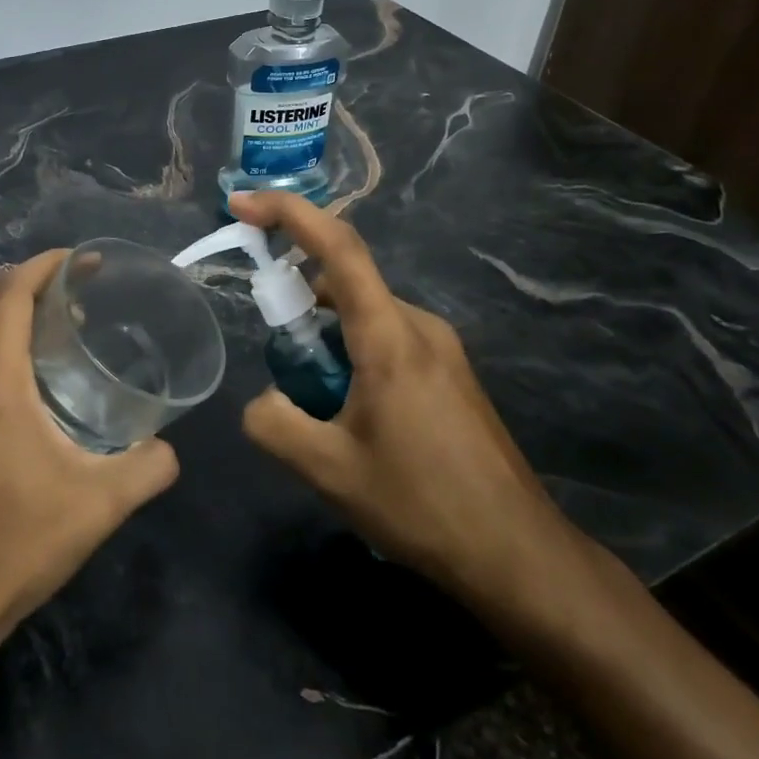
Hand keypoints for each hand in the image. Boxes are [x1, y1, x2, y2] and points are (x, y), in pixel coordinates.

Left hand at [0, 250, 179, 657]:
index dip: (41, 268)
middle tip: (68, 286)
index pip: (6, 300)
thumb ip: (148, 468)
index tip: (79, 260)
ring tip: (44, 318)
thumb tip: (169, 447)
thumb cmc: (18, 545)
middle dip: (19, 280)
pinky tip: (17, 368)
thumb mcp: (101, 506)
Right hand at [226, 192, 598, 636]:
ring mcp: (442, 350)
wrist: (517, 554)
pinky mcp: (451, 375)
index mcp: (390, 336)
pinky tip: (354, 420)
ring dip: (327, 342)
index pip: (337, 248)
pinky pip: (388, 342)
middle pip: (346, 285)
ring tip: (319, 411)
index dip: (287, 213)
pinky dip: (353, 358)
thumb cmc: (422, 504)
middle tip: (281, 368)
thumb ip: (275, 423)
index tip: (240, 204)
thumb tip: (262, 401)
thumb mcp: (329, 471)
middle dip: (299, 307)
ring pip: (365, 319)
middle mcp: (420, 327)